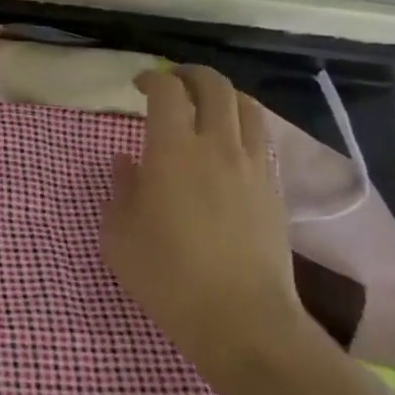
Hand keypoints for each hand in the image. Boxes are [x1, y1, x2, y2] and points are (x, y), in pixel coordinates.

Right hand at [102, 66, 307, 383]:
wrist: (241, 319)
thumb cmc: (168, 276)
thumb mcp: (119, 235)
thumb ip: (120, 189)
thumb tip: (127, 163)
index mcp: (173, 150)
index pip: (167, 91)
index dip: (152, 78)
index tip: (138, 87)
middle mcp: (217, 145)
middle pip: (214, 86)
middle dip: (190, 74)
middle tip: (172, 83)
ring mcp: (252, 165)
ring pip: (246, 106)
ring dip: (222, 95)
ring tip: (205, 106)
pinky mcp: (274, 189)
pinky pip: (261, 138)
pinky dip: (243, 125)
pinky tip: (229, 144)